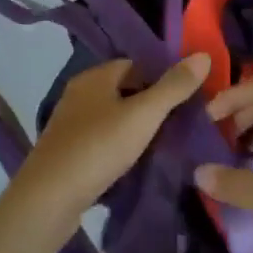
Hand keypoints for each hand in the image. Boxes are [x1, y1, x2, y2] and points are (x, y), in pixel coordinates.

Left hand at [9, 53, 212, 232]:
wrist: (49, 197)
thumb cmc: (98, 147)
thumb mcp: (143, 115)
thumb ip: (173, 87)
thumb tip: (203, 54)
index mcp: (95, 75)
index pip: (136, 65)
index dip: (162, 79)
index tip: (186, 100)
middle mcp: (79, 92)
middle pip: (124, 90)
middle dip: (150, 105)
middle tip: (180, 126)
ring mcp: (70, 122)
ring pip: (112, 116)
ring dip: (134, 128)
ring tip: (162, 147)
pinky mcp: (66, 151)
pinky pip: (100, 139)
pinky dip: (118, 147)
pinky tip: (133, 164)